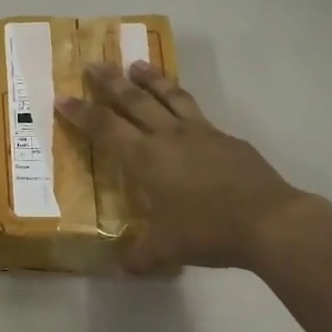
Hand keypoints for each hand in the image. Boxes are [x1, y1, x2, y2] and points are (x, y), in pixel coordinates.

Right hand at [57, 61, 309, 272]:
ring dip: (150, 78)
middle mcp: (169, 137)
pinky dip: (182, 101)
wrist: (268, 220)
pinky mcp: (226, 138)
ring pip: (169, 96)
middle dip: (111, 82)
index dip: (82, 112)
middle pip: (134, 100)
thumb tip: (125, 268)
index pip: (105, 128)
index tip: (63, 97)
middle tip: (95, 64)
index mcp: (146, 159)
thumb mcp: (167, 249)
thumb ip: (142, 256)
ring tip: (136, 64)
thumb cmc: (208, 231)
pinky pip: (196, 111)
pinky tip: (182, 107)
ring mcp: (200, 133)